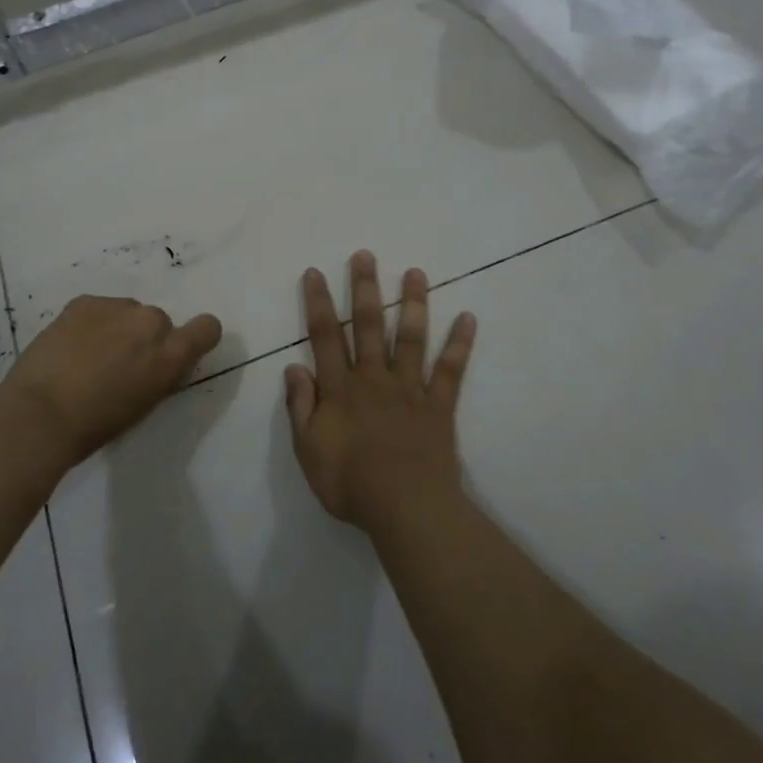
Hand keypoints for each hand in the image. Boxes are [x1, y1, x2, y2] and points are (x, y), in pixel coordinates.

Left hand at [5, 295, 222, 465]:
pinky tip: (69, 347)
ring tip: (86, 356)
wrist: (39, 414)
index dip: (196, 337)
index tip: (176, 351)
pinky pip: (98, 309)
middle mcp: (150, 323)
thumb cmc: (95, 426)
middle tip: (117, 364)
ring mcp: (116, 307)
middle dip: (143, 338)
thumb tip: (159, 364)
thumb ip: (160, 376)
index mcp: (170, 355)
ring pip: (126, 313)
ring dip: (116, 328)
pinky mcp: (84, 302)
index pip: (207, 328)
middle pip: (158, 322)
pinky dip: (90, 324)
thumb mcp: (144, 405)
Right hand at [286, 251, 476, 530]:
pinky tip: (468, 317)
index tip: (316, 272)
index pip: (326, 336)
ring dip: (412, 303)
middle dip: (365, 288)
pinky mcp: (439, 405)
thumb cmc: (350, 483)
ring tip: (416, 272)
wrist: (405, 507)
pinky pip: (450, 370)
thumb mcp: (308, 450)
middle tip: (365, 255)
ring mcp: (410, 389)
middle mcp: (374, 378)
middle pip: (368, 325)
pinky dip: (459, 344)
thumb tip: (294, 368)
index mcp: (341, 388)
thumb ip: (301, 407)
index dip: (319, 303)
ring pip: (410, 337)